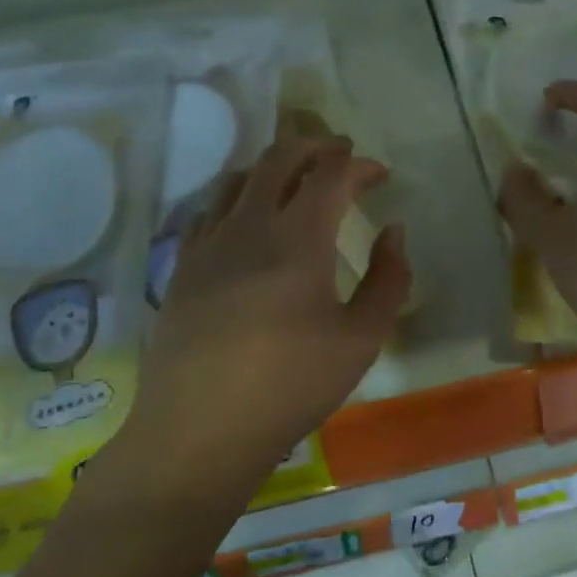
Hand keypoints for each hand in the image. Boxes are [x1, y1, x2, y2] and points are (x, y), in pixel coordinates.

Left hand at [116, 133, 411, 499]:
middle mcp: (248, 225)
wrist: (199, 430)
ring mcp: (208, 243)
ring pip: (239, 177)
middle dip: (315, 146)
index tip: (380, 175)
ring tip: (295, 180)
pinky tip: (246, 219)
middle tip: (340, 154)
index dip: (359, 165)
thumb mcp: (361, 340)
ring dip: (274, 166)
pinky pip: (210, 210)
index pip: (330, 175)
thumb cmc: (290, 386)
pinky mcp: (182, 266)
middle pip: (279, 158)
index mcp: (297, 239)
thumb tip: (394, 233)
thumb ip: (389, 280)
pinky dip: (237, 197)